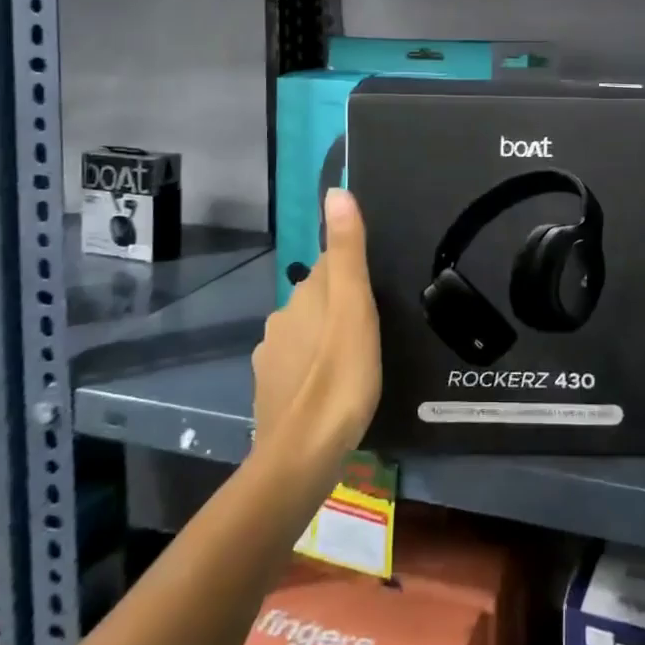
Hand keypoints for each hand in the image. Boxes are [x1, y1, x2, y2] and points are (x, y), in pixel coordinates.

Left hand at [252, 188, 381, 463]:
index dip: (352, 276)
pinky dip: (312, 372)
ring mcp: (271, 358)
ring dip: (325, 341)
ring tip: (355, 363)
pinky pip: (296, 369)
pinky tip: (331, 392)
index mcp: (304, 296)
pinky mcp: (269, 393)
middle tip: (373, 332)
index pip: (328, 268)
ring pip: (305, 335)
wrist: (303, 454)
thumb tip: (335, 190)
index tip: (376, 293)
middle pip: (316, 301)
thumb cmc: (340, 374)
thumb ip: (347, 250)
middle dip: (339, 309)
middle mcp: (281, 319)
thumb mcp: (355, 306)